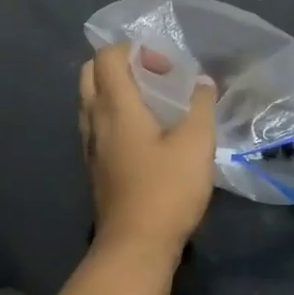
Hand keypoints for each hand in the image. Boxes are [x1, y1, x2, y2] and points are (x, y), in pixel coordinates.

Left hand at [78, 42, 216, 259]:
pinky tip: (144, 135)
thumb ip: (201, 106)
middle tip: (154, 77)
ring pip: (91, 100)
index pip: (107, 56)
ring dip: (116, 91)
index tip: (164, 67)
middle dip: (120, 64)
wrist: (135, 245)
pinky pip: (96, 125)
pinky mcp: (94, 166)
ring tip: (152, 104)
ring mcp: (89, 145)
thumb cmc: (166, 189)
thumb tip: (203, 82)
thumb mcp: (197, 143)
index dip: (134, 49)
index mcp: (115, 106)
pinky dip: (114, 115)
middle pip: (91, 73)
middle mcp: (94, 119)